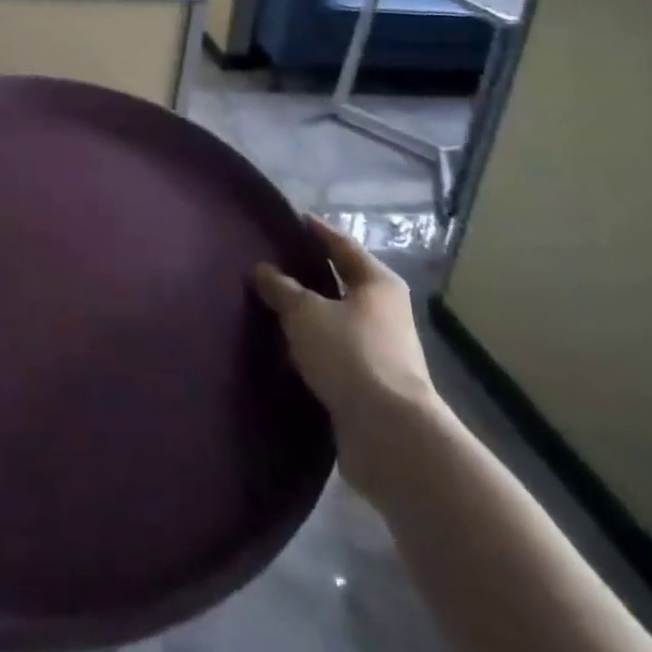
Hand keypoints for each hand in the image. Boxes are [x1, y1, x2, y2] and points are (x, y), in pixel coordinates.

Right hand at [254, 216, 442, 501]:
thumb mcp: (305, 312)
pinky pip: (333, 355)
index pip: (342, 244)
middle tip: (272, 262)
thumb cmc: (351, 355)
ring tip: (269, 306)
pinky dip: (311, 349)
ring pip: (335, 321)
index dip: (317, 231)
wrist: (390, 433)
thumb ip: (282, 288)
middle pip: (341, 283)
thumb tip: (262, 269)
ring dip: (308, 316)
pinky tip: (282, 349)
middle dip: (309, 275)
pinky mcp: (370, 385)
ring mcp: (380, 350)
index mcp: (378, 283)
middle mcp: (385, 312)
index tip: (294, 218)